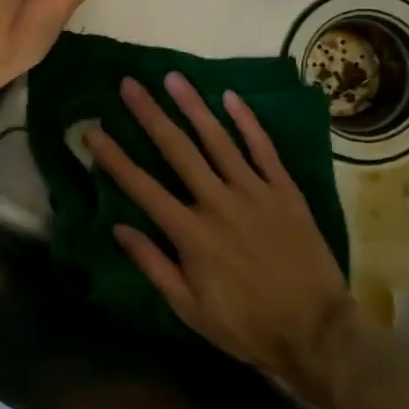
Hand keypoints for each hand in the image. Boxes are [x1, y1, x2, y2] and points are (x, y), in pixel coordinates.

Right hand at [84, 73, 356, 399]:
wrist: (316, 331)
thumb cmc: (247, 325)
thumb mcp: (190, 309)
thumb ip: (154, 265)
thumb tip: (119, 228)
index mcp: (191, 233)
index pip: (142, 187)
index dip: (113, 158)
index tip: (92, 131)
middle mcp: (218, 202)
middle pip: (177, 150)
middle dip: (149, 115)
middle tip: (129, 84)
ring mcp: (254, 192)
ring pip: (218, 140)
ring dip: (193, 106)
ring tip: (172, 78)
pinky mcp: (285, 190)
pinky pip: (263, 149)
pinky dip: (247, 121)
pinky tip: (230, 96)